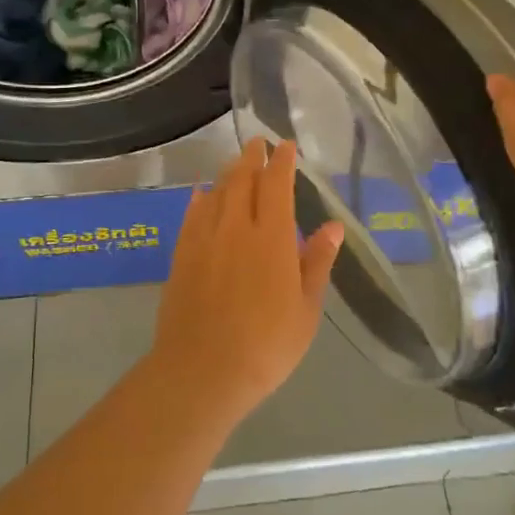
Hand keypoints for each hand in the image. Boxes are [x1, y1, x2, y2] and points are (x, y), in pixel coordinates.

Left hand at [149, 139, 343, 414]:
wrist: (202, 371)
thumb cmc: (266, 346)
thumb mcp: (305, 309)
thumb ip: (316, 262)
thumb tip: (334, 226)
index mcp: (271, 238)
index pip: (276, 185)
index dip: (281, 162)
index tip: (285, 146)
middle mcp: (235, 228)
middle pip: (242, 180)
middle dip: (252, 158)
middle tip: (257, 144)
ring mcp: (203, 240)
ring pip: (216, 193)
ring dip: (228, 173)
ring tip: (237, 164)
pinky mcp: (181, 255)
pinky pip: (192, 215)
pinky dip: (200, 199)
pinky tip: (202, 194)